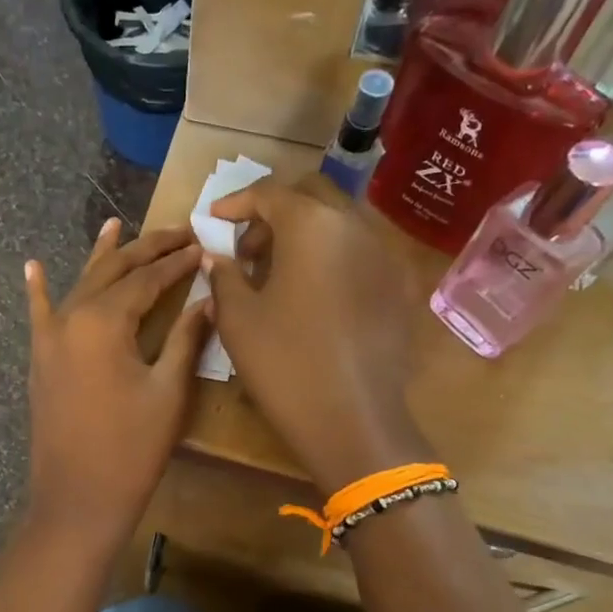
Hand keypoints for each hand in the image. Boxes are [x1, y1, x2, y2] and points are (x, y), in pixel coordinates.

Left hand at [24, 220, 211, 546]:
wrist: (77, 499)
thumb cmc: (131, 450)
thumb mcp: (168, 392)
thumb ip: (187, 337)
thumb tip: (207, 297)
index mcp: (104, 321)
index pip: (147, 278)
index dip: (178, 262)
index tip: (204, 246)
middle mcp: (71, 318)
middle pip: (112, 271)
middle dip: (146, 249)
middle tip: (178, 231)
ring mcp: (49, 338)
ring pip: (80, 285)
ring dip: (102, 257)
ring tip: (116, 225)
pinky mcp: (40, 359)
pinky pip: (39, 314)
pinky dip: (39, 288)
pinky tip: (33, 265)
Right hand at [203, 182, 431, 494]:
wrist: (353, 419)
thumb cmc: (284, 362)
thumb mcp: (238, 318)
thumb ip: (224, 275)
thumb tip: (216, 255)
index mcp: (311, 225)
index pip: (270, 193)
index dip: (237, 202)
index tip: (214, 220)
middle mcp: (355, 226)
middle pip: (311, 196)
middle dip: (274, 213)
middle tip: (247, 249)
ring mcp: (384, 255)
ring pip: (339, 222)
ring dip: (304, 234)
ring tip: (276, 273)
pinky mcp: (398, 287)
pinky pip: (358, 253)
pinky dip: (330, 257)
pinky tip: (312, 294)